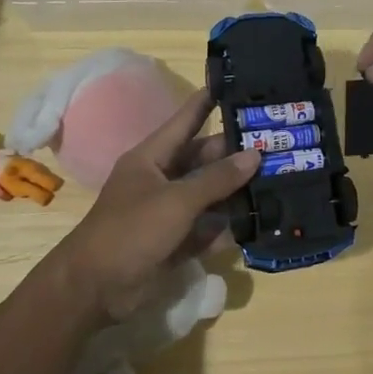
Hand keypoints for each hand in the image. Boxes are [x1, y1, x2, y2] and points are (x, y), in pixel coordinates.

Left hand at [51, 89, 257, 321]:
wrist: (95, 288)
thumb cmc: (131, 231)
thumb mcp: (177, 200)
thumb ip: (217, 179)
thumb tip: (254, 154)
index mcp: (152, 158)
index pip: (186, 121)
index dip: (208, 102)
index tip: (236, 85)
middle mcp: (161, 179)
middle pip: (204, 159)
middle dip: (236, 153)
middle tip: (276, 144)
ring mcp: (168, 212)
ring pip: (209, 194)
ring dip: (236, 191)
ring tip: (277, 180)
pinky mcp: (175, 241)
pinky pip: (207, 227)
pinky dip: (226, 227)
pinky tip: (257, 222)